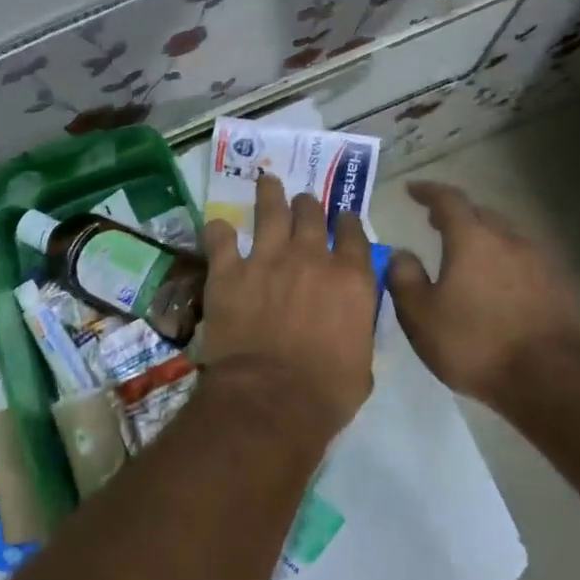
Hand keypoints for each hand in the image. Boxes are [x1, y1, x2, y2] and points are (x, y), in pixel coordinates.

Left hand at [201, 173, 378, 433]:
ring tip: (267, 181)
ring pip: (270, 211)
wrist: (271, 398)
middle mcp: (311, 258)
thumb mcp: (362, 361)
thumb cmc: (326, 391)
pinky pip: (221, 239)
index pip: (354, 234)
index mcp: (351, 279)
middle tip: (302, 202)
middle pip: (311, 214)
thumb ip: (356, 328)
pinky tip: (218, 227)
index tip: (342, 219)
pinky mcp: (229, 271)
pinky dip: (219, 232)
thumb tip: (349, 322)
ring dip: (269, 194)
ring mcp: (267, 260)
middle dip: (308, 205)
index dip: (347, 222)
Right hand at [387, 181, 579, 404]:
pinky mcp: (558, 286)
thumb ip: (404, 278)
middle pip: (481, 214)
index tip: (412, 190)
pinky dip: (503, 261)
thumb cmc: (473, 342)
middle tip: (434, 222)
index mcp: (472, 240)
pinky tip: (495, 283)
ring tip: (465, 254)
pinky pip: (523, 260)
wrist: (547, 378)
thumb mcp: (419, 315)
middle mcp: (509, 240)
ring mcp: (539, 262)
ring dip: (482, 237)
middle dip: (457, 214)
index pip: (448, 200)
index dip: (428, 192)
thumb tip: (401, 253)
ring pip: (506, 236)